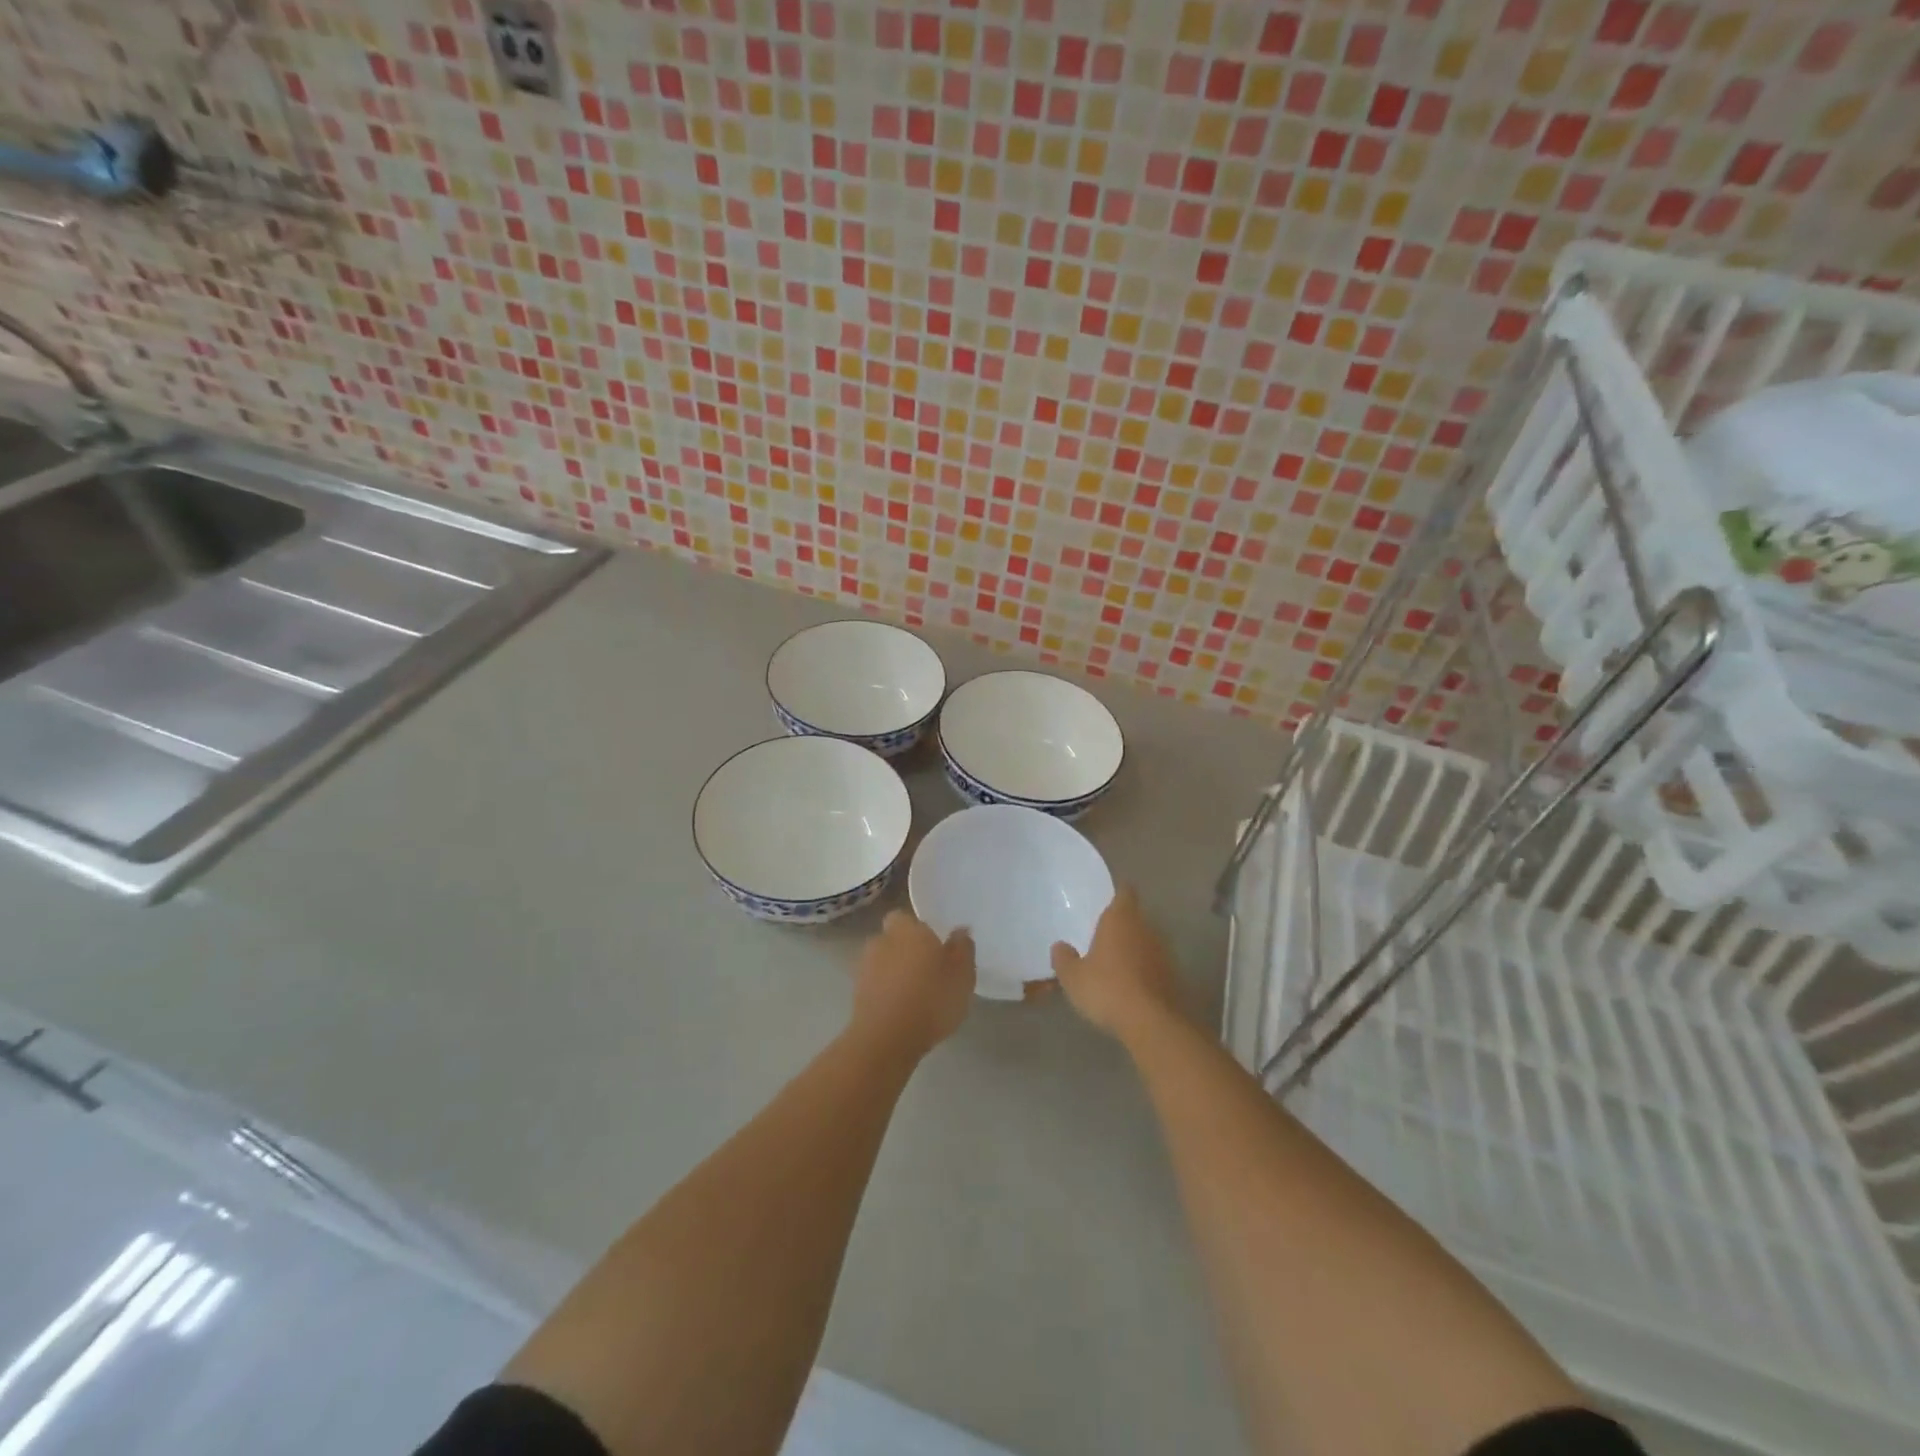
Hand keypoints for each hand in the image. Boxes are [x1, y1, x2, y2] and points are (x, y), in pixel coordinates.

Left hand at [851, 910, 974, 1059]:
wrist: (886, 1039)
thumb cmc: (931, 999)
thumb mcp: (962, 975)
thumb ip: (963, 949)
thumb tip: (960, 931)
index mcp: (908, 929)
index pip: (906, 917)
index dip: (918, 930)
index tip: (933, 945)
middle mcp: (882, 941)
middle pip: (892, 938)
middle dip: (905, 949)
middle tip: (927, 970)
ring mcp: (865, 967)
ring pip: (882, 961)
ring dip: (894, 972)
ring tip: (914, 993)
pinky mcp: (856, 994)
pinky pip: (875, 984)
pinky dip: (885, 991)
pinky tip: (901, 1009)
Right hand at [1051, 887, 1184, 1045]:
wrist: (1152, 1022)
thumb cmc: (1107, 989)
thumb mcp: (1073, 977)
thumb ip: (1064, 959)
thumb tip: (1060, 946)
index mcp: (1120, 919)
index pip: (1125, 892)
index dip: (1118, 893)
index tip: (1108, 900)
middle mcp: (1145, 928)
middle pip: (1136, 917)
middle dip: (1123, 924)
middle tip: (1103, 936)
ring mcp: (1163, 952)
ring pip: (1146, 941)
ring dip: (1134, 948)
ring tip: (1116, 962)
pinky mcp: (1173, 976)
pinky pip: (1154, 964)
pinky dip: (1144, 969)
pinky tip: (1131, 985)